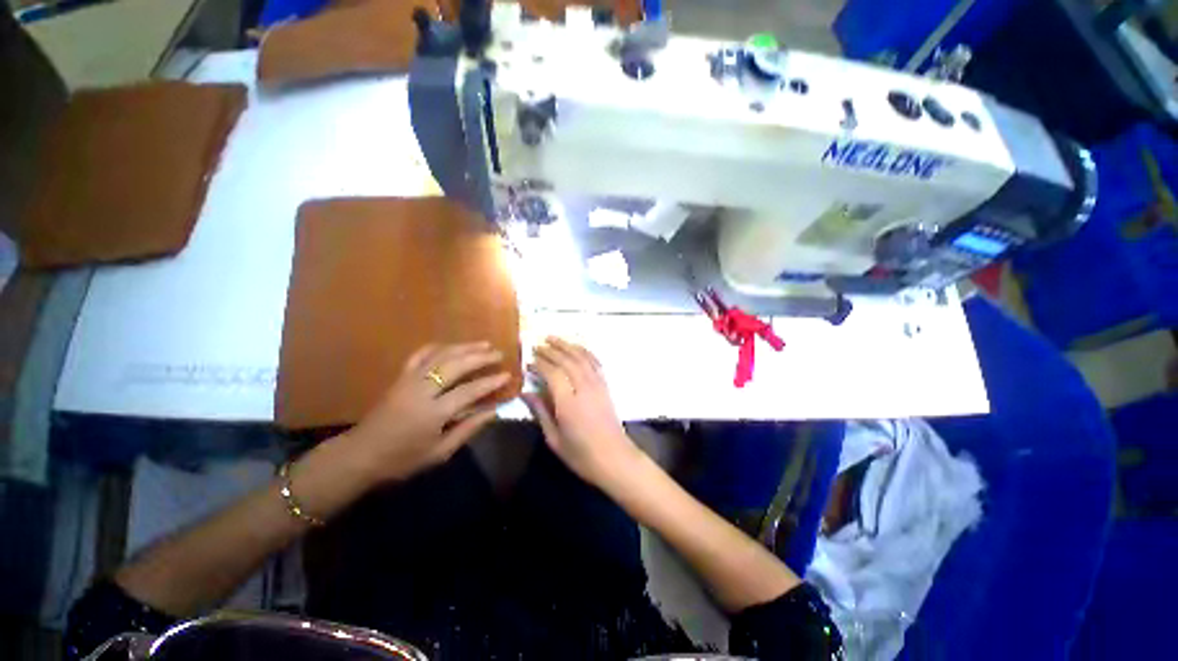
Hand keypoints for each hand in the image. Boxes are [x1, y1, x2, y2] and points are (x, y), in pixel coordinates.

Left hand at [342, 341, 508, 482]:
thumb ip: (468, 430)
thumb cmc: (402, 459)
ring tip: (483, 344)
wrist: (360, 455)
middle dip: (480, 357)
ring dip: (464, 347)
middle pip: (455, 365)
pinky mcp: (400, 377)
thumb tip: (493, 411)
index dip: (491, 382)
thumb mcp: (439, 452)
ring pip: (440, 355)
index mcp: (433, 413)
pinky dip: (439, 347)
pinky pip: (420, 354)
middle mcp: (422, 391)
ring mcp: (409, 380)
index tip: (508, 375)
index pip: (469, 391)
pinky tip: (452, 346)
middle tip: (498, 353)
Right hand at [523, 337, 639, 488]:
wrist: (615, 459)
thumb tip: (525, 393)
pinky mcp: (605, 386)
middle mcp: (584, 388)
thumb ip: (540, 412)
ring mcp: (598, 385)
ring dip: (567, 345)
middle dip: (551, 350)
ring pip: (581, 357)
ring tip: (553, 338)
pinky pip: (595, 363)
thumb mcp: (554, 439)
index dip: (539, 364)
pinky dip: (585, 352)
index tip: (528, 361)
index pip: (552, 373)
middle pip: (567, 361)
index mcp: (568, 403)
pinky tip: (577, 348)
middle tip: (537, 345)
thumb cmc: (581, 455)